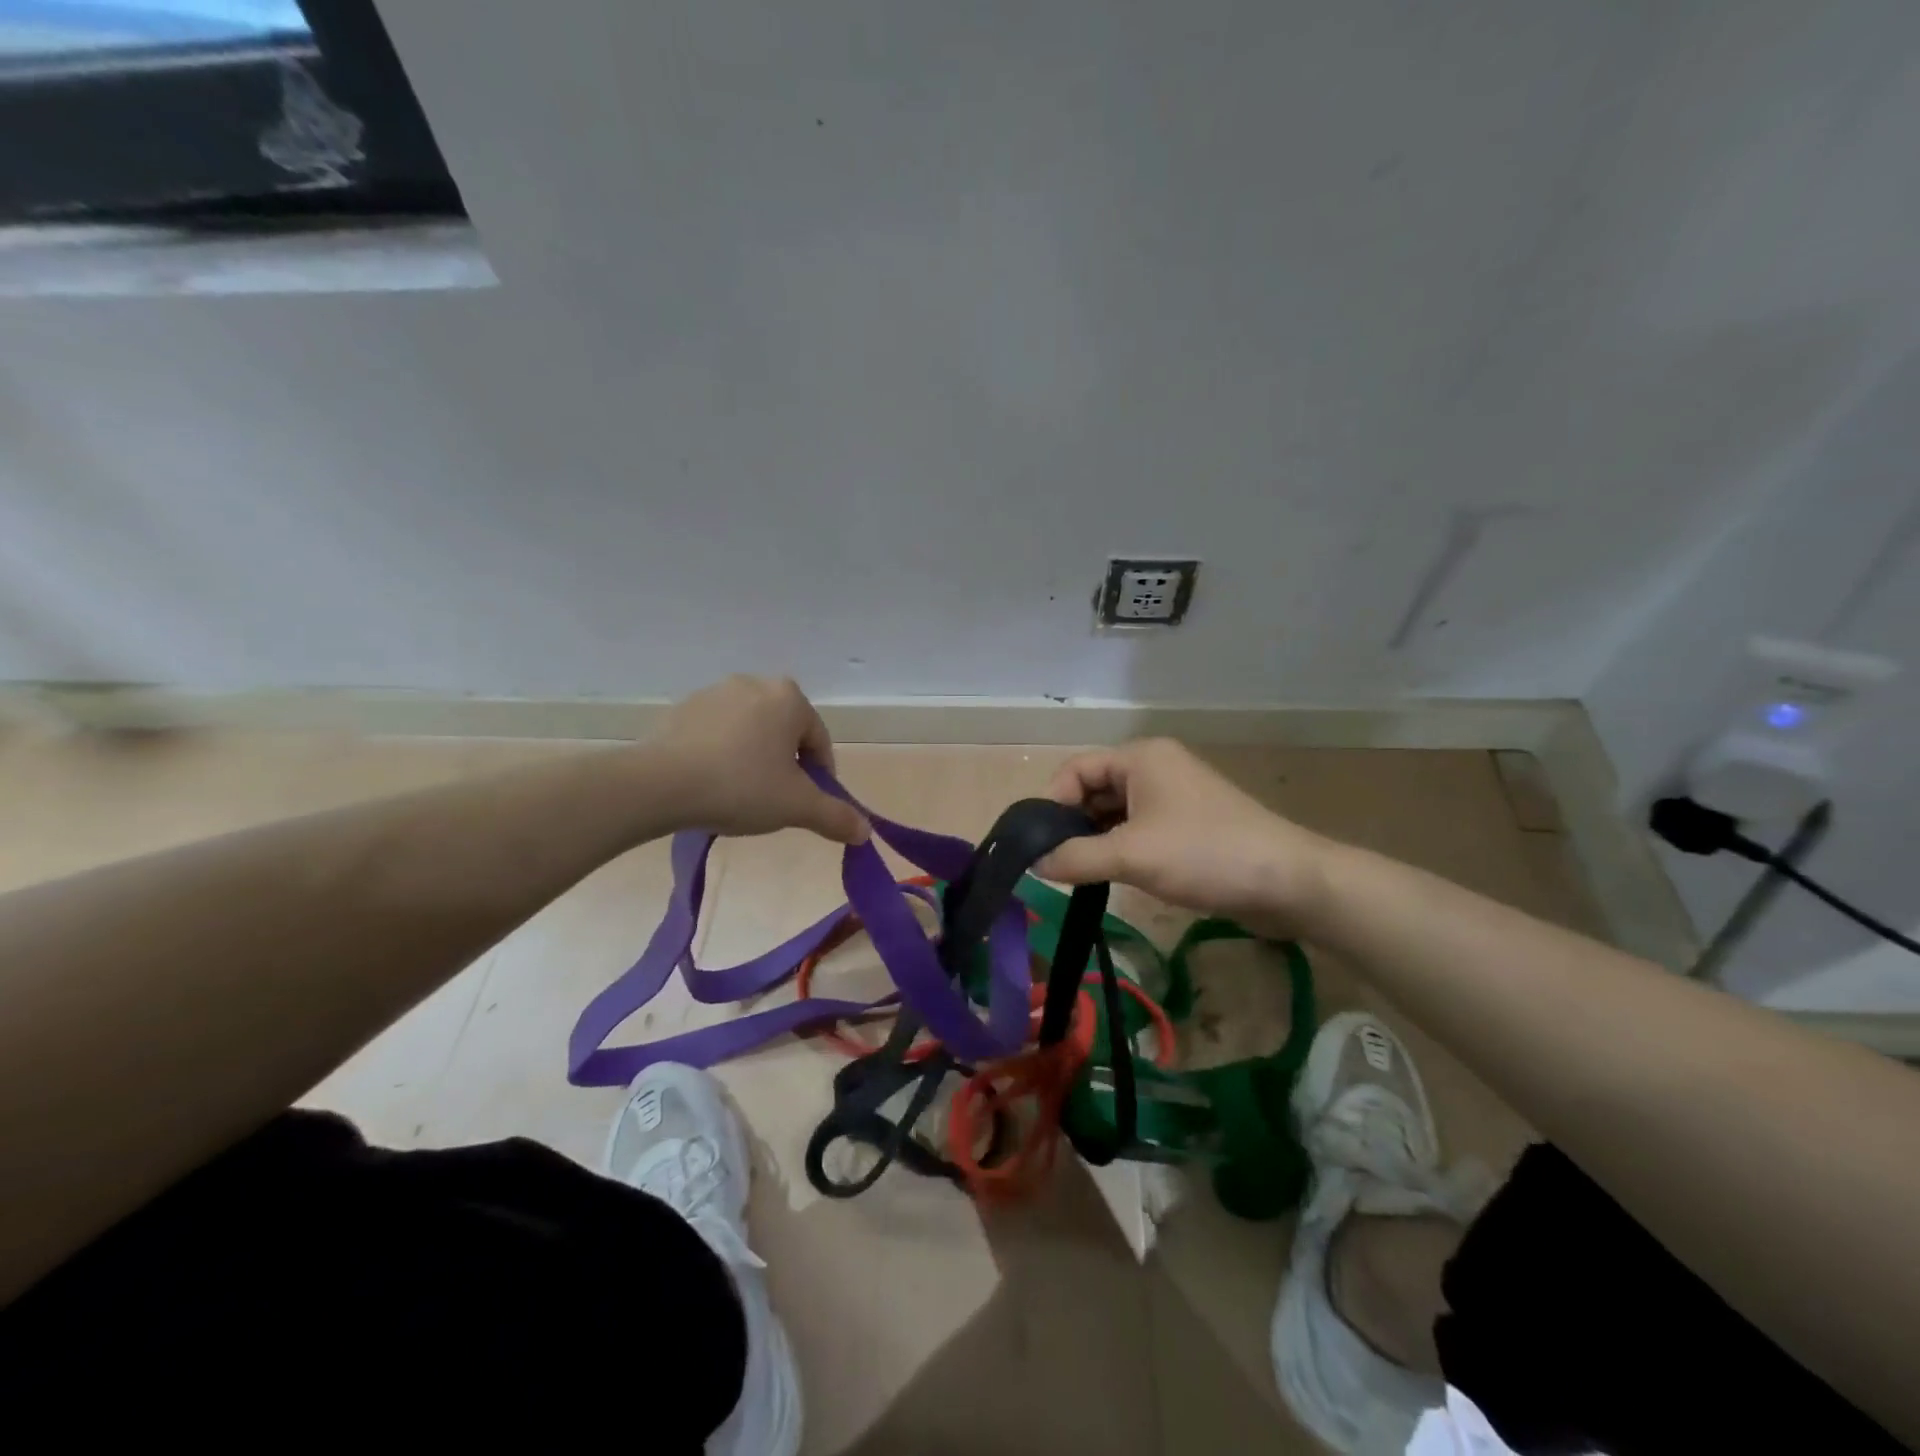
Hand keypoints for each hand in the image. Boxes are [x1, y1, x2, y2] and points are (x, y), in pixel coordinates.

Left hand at [654, 676, 868, 844]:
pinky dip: (721, 755)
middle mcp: (754, 684)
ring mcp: (714, 693)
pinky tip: (710, 783)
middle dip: (785, 765)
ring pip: (750, 732)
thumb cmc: (741, 787)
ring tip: (739, 795)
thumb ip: (835, 816)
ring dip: (753, 758)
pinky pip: (716, 734)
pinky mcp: (682, 709)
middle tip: (774, 801)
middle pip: (785, 733)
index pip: (819, 742)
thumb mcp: (796, 806)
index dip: (820, 778)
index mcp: (789, 698)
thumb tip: (865, 832)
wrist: (660, 784)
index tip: (807, 806)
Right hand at [1035, 738, 1332, 931]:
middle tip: (1059, 866)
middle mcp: (1155, 767)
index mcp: (1140, 757)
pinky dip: (1122, 848)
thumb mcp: (1131, 855)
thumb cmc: (1205, 854)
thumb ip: (1076, 857)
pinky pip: (1140, 829)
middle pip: (1094, 790)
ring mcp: (1175, 796)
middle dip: (1073, 825)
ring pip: (1116, 813)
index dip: (1053, 805)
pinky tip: (1117, 876)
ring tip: (1084, 875)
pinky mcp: (1189, 824)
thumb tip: (1035, 863)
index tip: (1042, 847)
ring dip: (1097, 840)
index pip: (1075, 770)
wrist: (1289, 882)